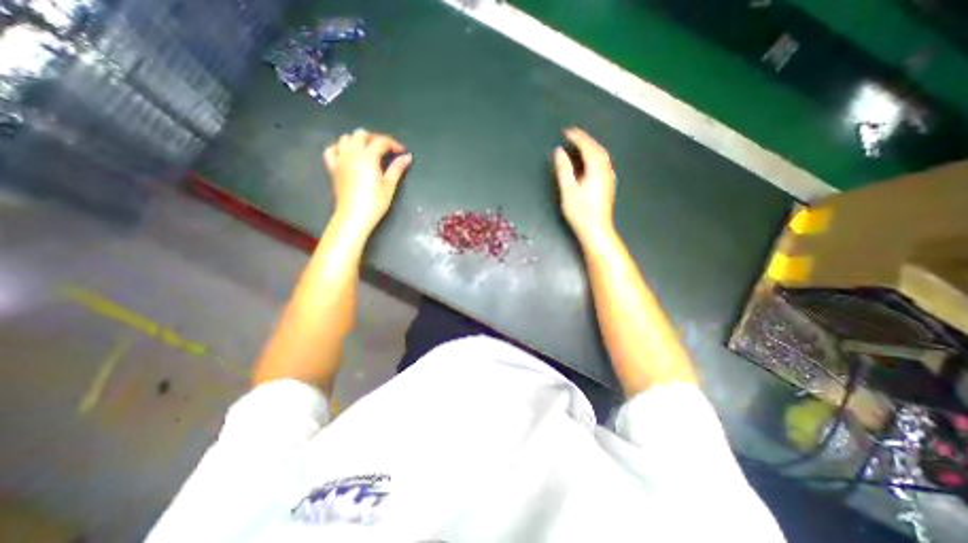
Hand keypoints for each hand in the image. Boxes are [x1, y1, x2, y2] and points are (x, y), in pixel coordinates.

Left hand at [322, 130, 409, 236]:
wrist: (354, 215)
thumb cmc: (375, 202)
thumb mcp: (389, 185)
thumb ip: (397, 168)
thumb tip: (407, 157)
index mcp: (368, 156)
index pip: (381, 141)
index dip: (393, 144)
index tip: (401, 152)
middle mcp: (352, 153)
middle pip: (362, 134)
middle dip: (375, 138)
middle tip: (386, 149)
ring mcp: (340, 159)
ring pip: (346, 138)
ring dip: (358, 140)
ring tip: (369, 150)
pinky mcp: (333, 168)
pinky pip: (332, 150)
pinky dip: (340, 148)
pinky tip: (348, 154)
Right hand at [555, 127, 614, 243]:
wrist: (596, 229)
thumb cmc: (581, 211)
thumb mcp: (568, 190)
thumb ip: (564, 169)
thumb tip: (559, 151)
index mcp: (596, 169)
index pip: (587, 147)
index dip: (577, 137)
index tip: (567, 131)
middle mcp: (605, 170)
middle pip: (597, 149)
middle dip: (586, 139)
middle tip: (573, 134)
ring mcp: (609, 177)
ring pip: (602, 155)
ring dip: (591, 146)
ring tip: (580, 143)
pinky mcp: (608, 184)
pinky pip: (603, 162)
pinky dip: (595, 155)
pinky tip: (590, 160)